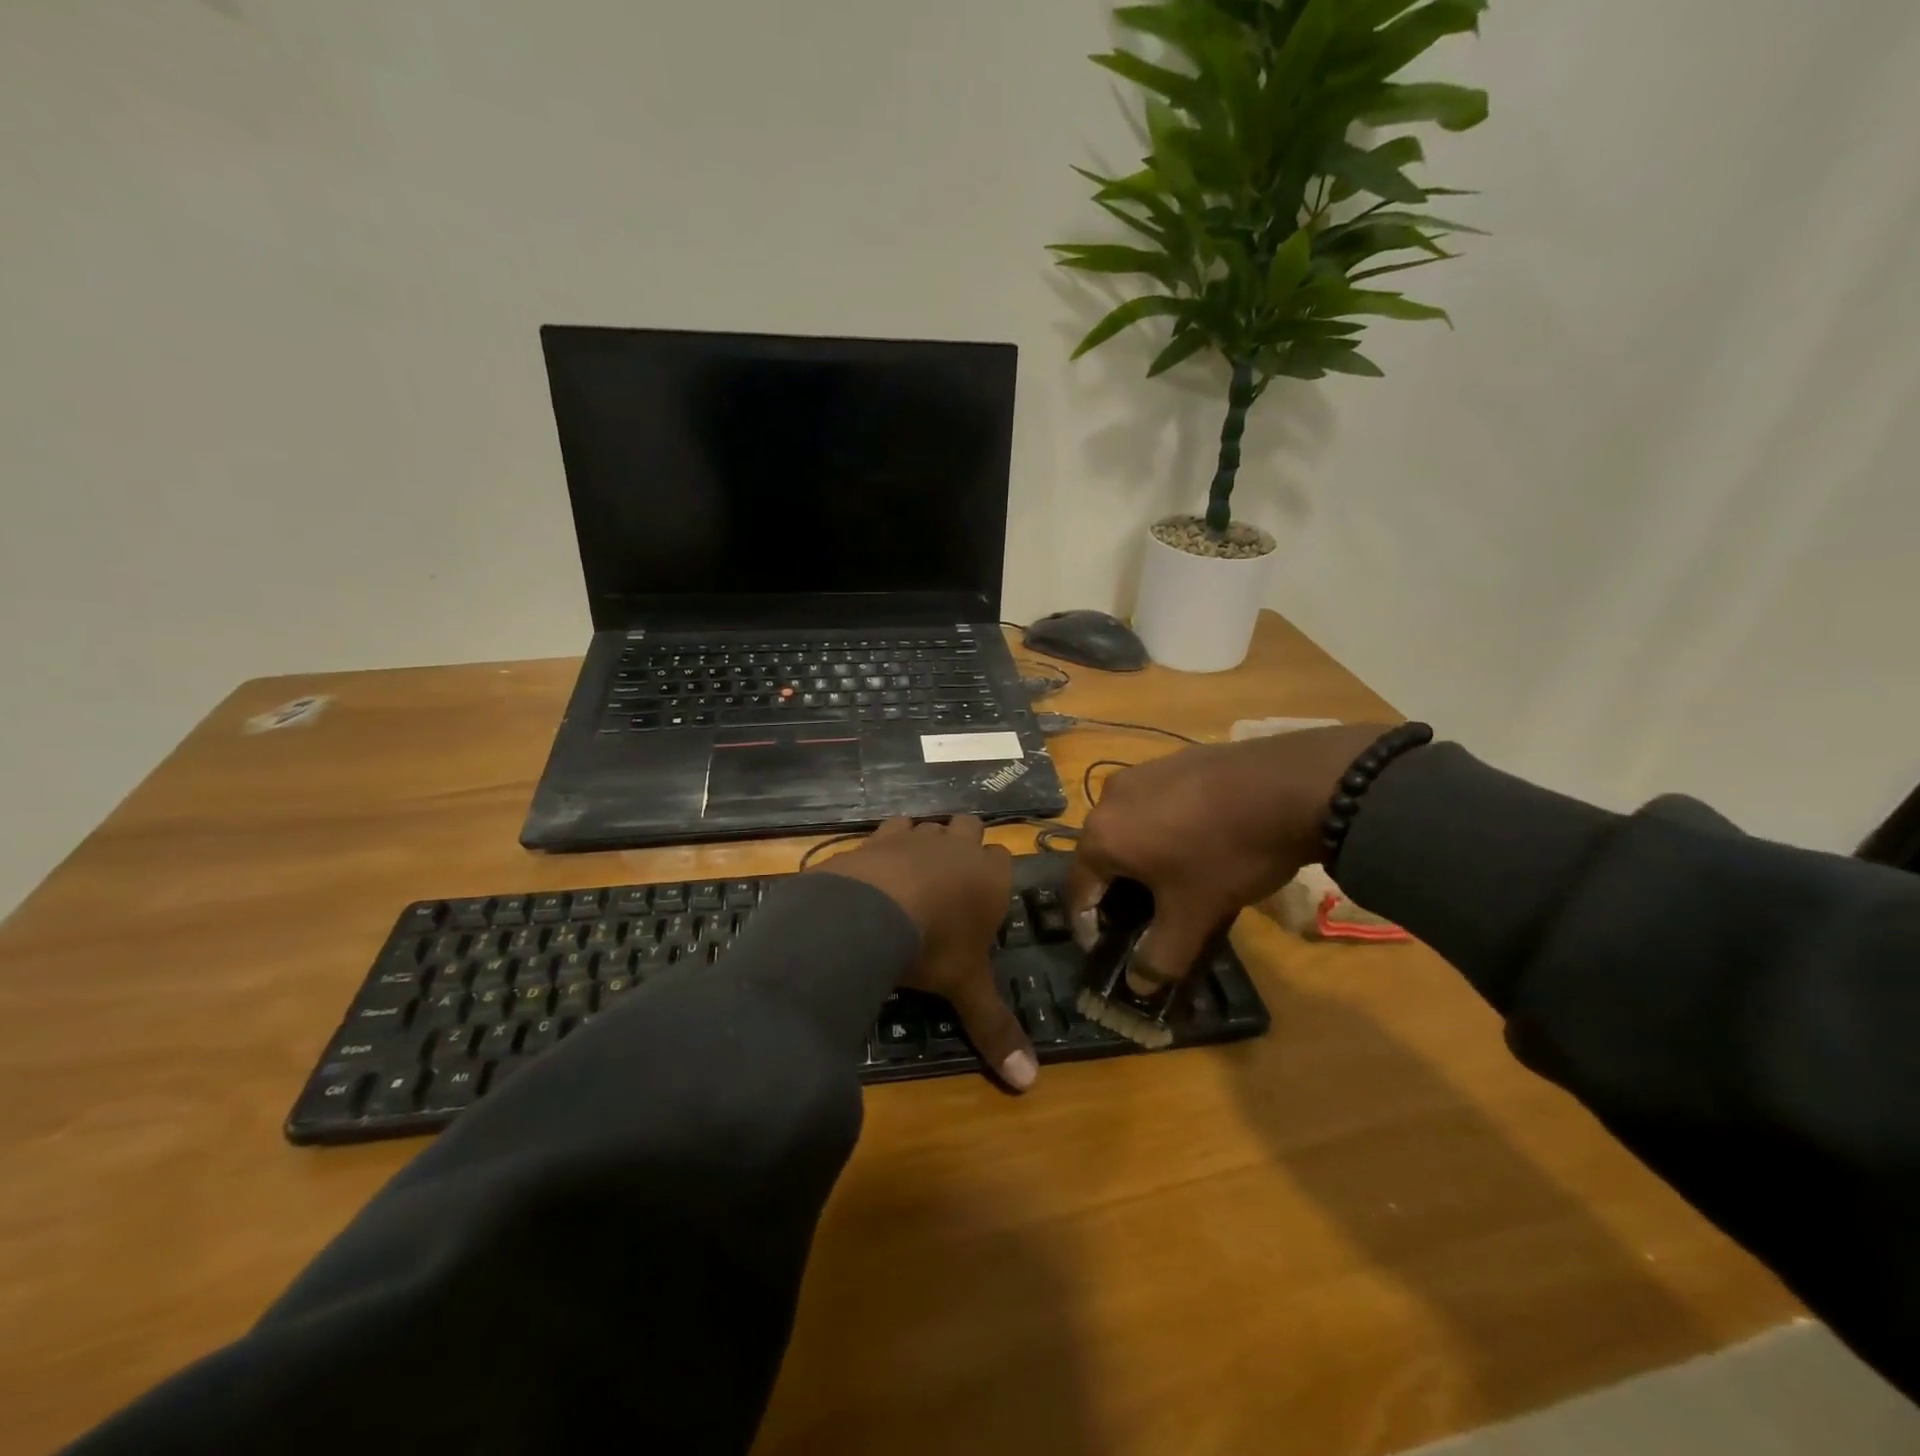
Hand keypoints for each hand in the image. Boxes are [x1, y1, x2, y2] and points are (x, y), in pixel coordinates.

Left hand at [812, 816, 1036, 1091]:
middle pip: (972, 828)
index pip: (1005, 860)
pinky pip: (892, 826)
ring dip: (928, 841)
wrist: (872, 909)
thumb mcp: (966, 988)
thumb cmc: (934, 946)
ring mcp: (918, 836)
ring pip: (932, 824)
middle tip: (952, 880)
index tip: (983, 898)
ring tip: (915, 873)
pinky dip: (890, 841)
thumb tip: (1029, 1083)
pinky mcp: (879, 835)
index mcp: (991, 878)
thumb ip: (995, 1029)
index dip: (995, 875)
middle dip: (966, 844)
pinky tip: (880, 864)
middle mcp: (959, 848)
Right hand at [1067, 724, 1392, 983]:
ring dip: (1141, 857)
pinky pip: (1154, 803)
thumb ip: (1161, 956)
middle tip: (1145, 916)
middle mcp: (1109, 798)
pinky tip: (1198, 841)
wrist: (1289, 785)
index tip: (1105, 948)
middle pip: (1101, 856)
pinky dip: (1163, 828)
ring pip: (1128, 827)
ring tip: (1175, 878)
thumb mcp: (1194, 915)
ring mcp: (1141, 773)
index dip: (1087, 926)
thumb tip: (1139, 984)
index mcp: (1101, 836)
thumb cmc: (1226, 854)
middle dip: (1117, 890)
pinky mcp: (1172, 760)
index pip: (1077, 890)